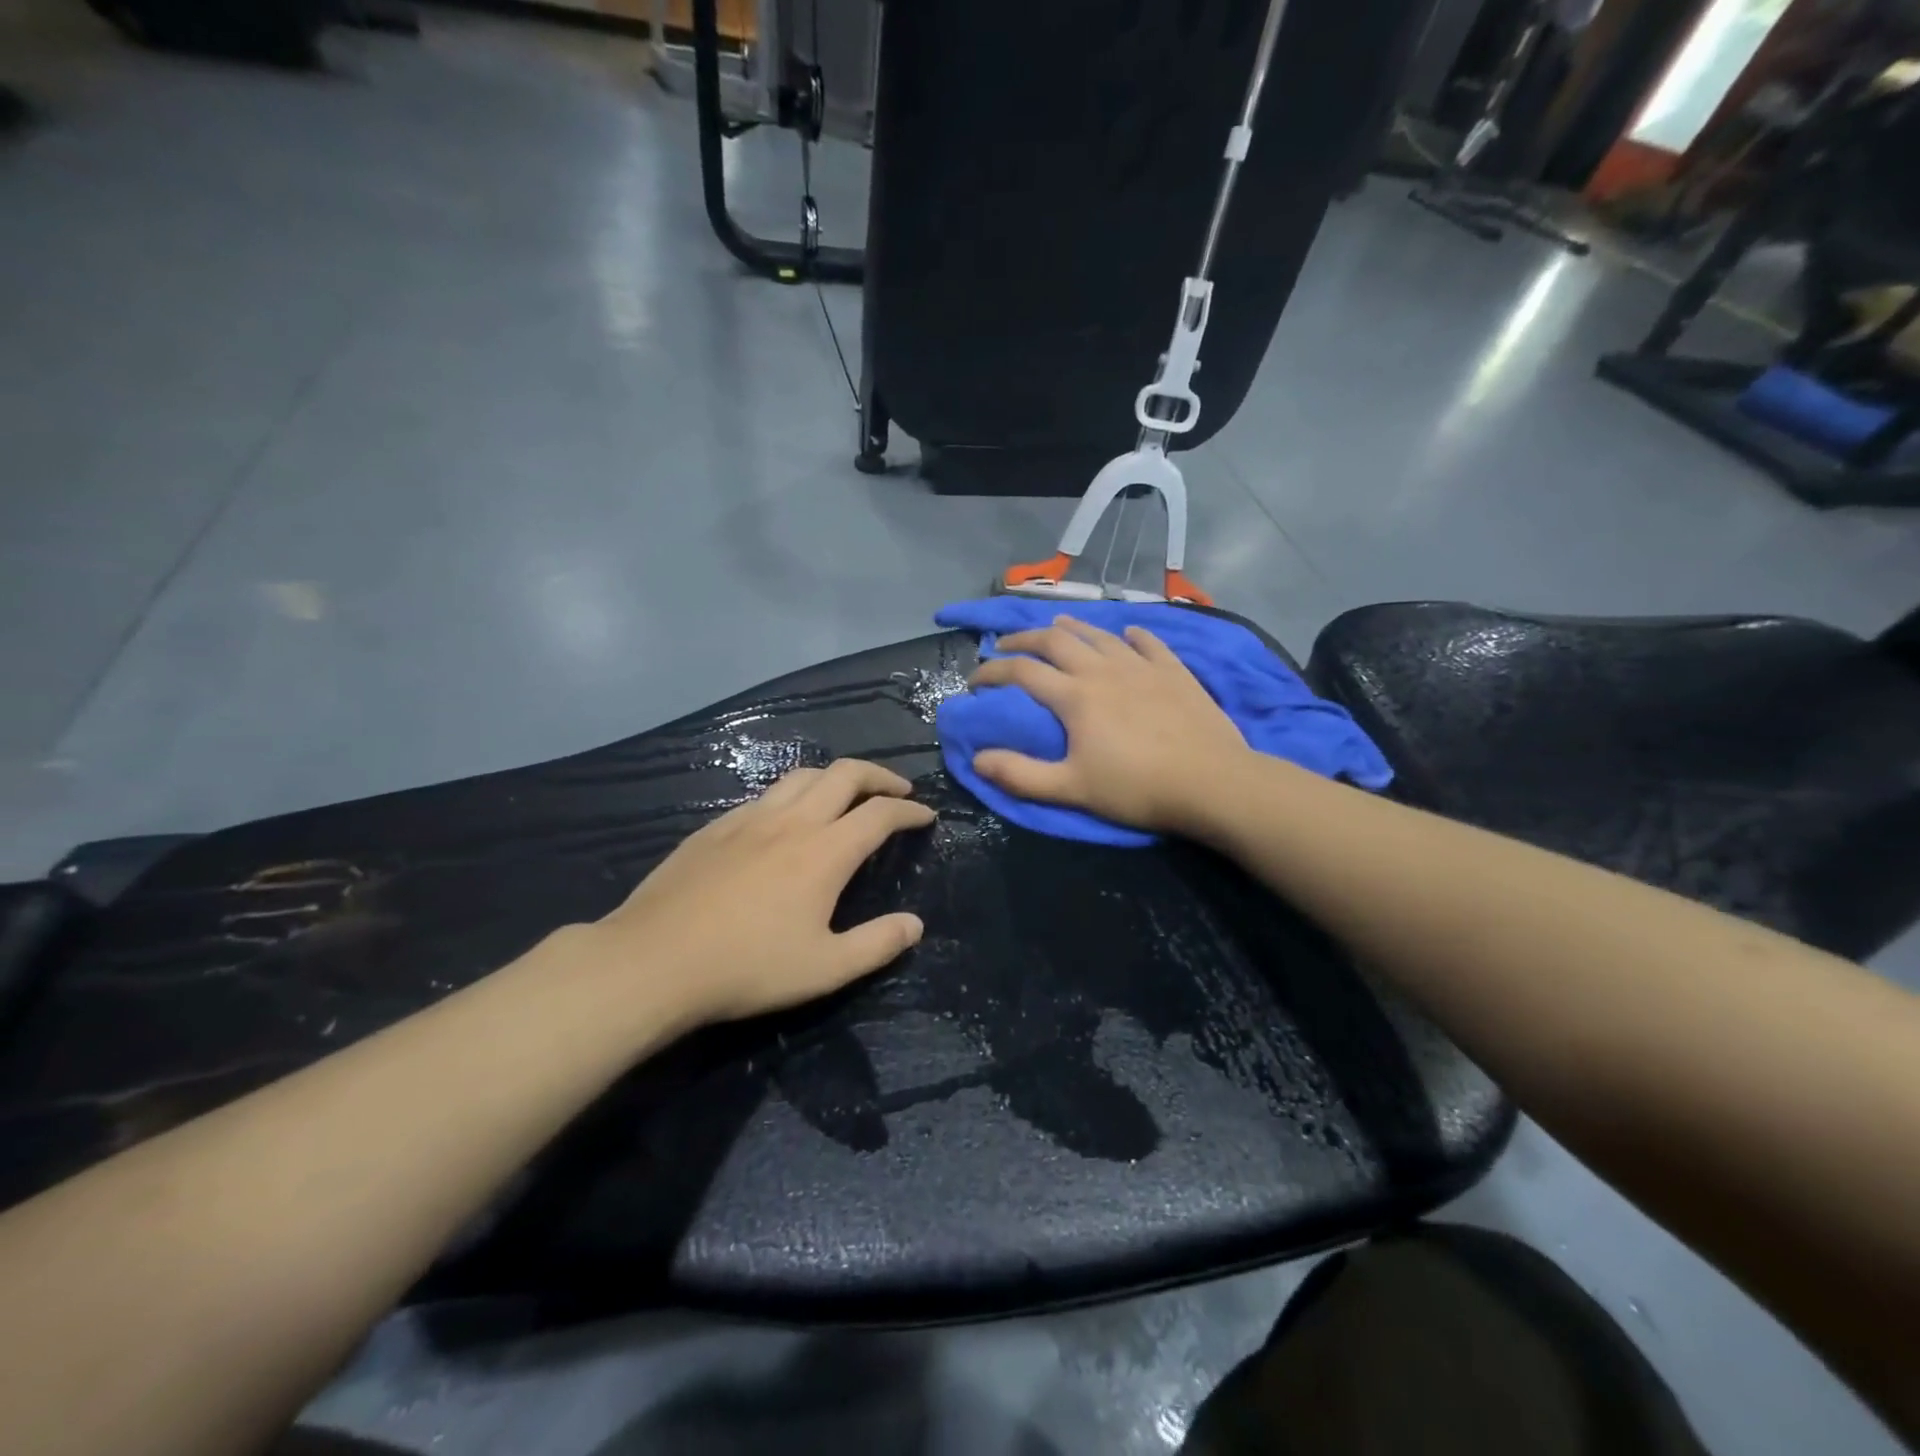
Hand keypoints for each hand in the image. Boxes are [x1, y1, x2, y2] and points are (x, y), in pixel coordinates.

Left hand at [587, 760, 935, 1024]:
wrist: (655, 960)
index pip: (880, 814)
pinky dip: (793, 795)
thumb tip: (915, 925)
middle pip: (845, 774)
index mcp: (825, 852)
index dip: (909, 810)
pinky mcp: (716, 826)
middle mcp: (792, 821)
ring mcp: (749, 818)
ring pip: (802, 776)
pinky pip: (766, 795)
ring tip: (846, 796)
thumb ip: (877, 944)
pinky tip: (785, 820)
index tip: (926, 816)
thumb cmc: (747, 968)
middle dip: (879, 776)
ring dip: (835, 777)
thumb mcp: (825, 969)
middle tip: (897, 789)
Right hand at [968, 616, 1250, 832]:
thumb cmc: (1137, 789)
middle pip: (1055, 641)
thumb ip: (1021, 774)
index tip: (975, 680)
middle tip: (1006, 645)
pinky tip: (1127, 635)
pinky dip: (1132, 636)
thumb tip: (977, 758)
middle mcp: (1103, 670)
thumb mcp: (1071, 789)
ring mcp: (1142, 666)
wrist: (1212, 782)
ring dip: (1072, 628)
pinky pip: (1149, 643)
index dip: (992, 672)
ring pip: (1099, 635)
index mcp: (1075, 696)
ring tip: (1055, 626)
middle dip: (1024, 639)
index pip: (1022, 672)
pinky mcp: (1175, 671)